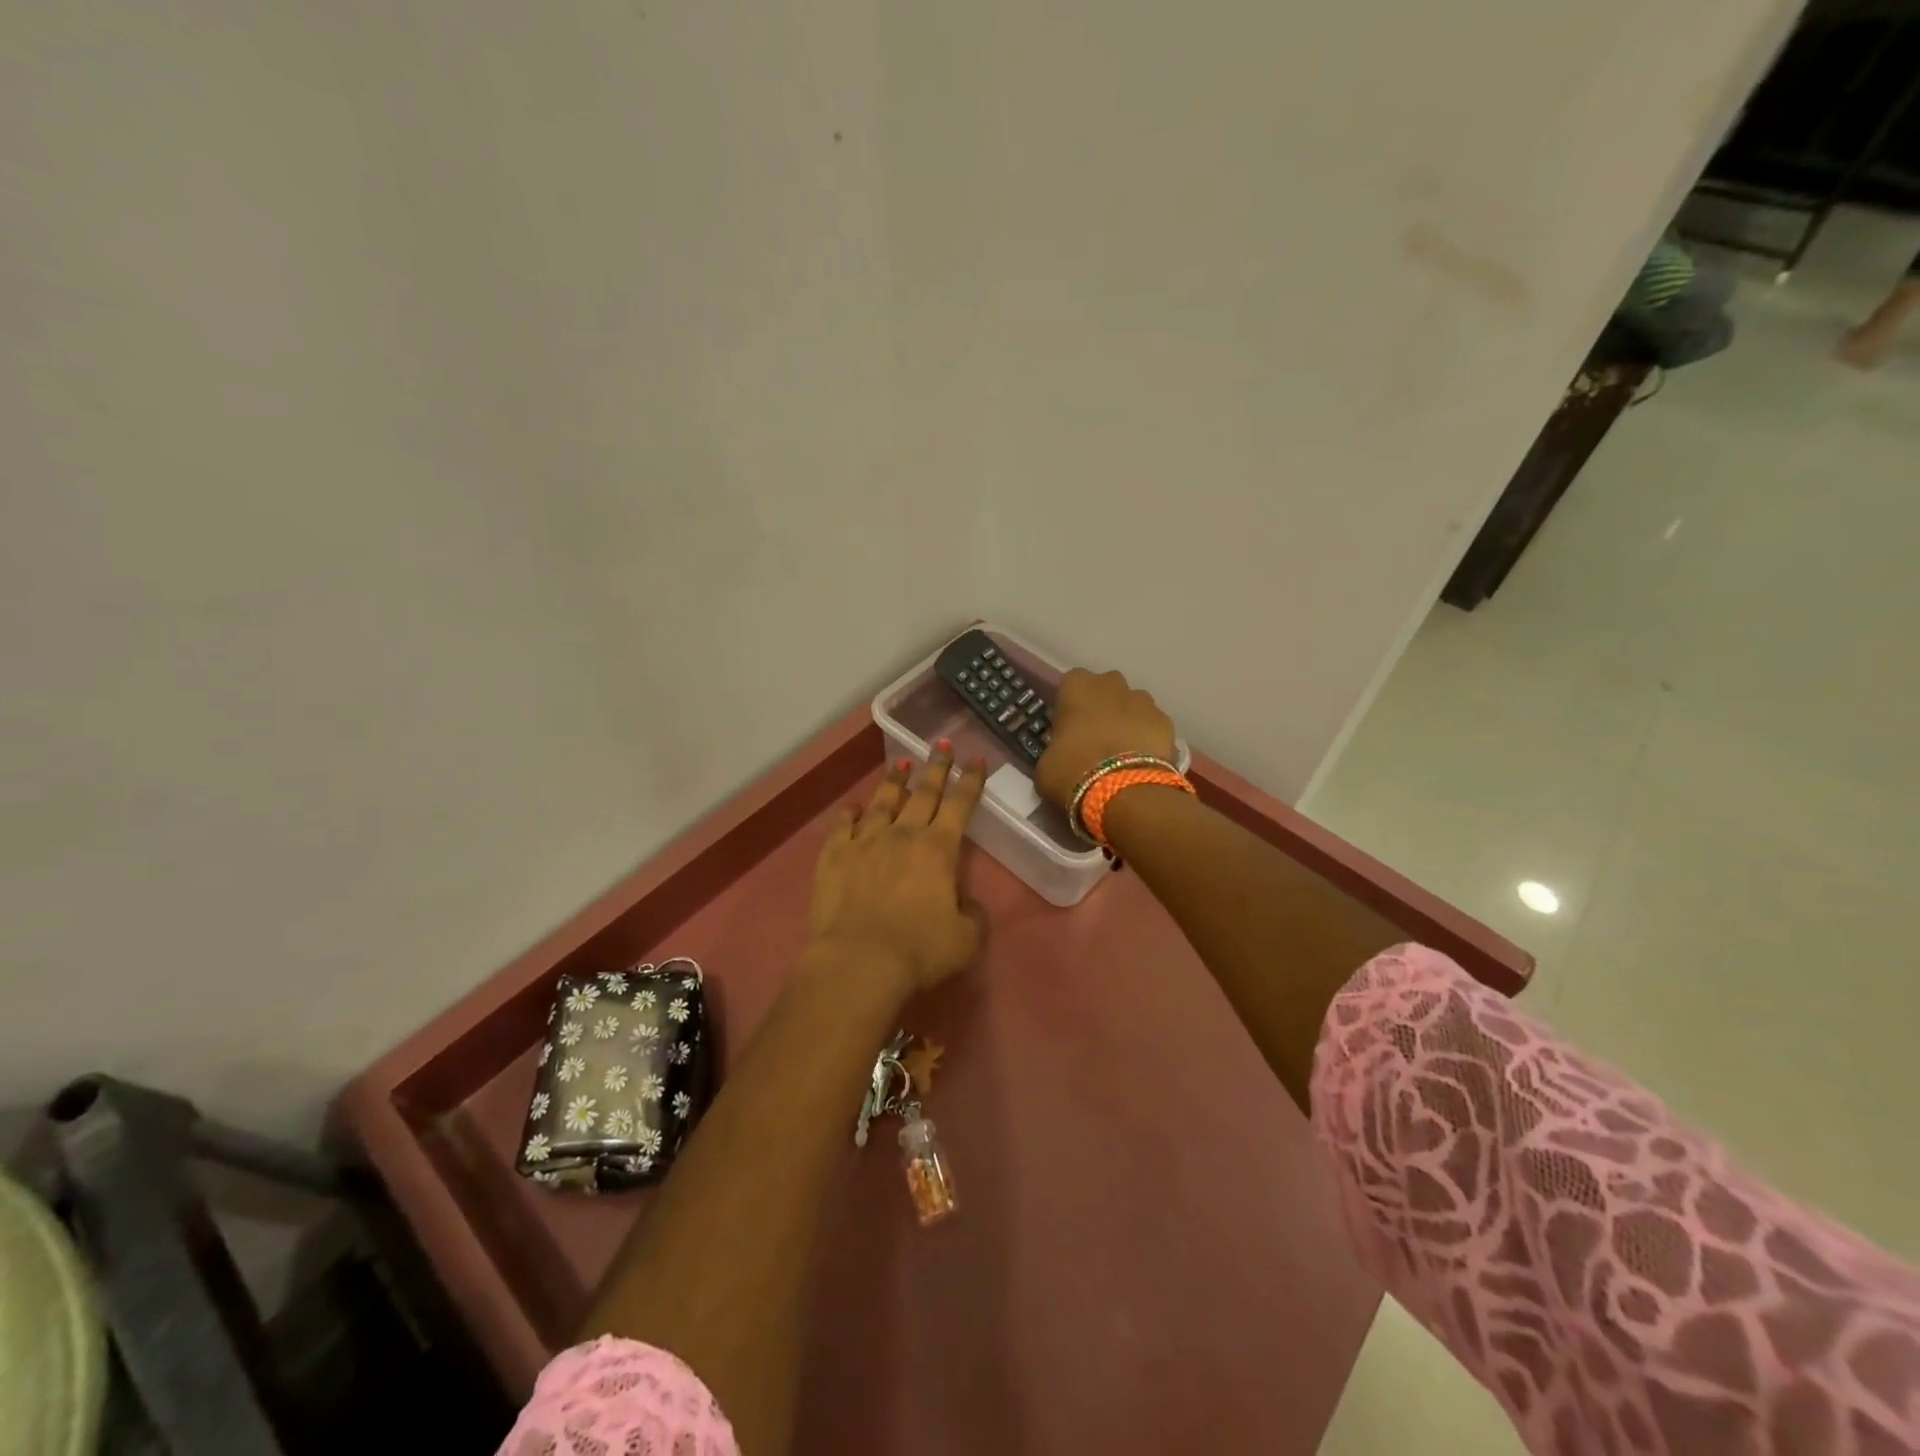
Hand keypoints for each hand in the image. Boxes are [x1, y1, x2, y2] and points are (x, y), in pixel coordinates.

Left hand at [808, 744, 987, 994]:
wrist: (859, 962)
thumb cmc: (920, 950)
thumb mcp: (966, 939)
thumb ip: (973, 916)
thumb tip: (966, 904)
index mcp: (939, 849)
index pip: (960, 805)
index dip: (971, 781)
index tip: (976, 759)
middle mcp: (903, 835)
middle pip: (923, 793)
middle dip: (936, 767)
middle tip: (942, 745)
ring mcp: (865, 841)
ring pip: (882, 802)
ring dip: (894, 782)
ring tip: (900, 764)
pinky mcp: (834, 856)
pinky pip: (842, 826)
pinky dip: (849, 814)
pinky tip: (852, 807)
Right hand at [1034, 668, 1176, 811]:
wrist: (1124, 791)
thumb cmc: (1073, 771)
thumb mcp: (1046, 763)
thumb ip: (1055, 746)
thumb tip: (1062, 752)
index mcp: (1077, 687)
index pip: (1071, 683)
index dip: (1071, 704)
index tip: (1068, 726)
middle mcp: (1111, 684)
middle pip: (1106, 688)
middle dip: (1103, 705)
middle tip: (1096, 736)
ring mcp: (1144, 701)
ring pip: (1133, 704)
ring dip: (1127, 719)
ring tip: (1122, 750)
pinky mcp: (1167, 721)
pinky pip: (1153, 724)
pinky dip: (1148, 737)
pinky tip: (1142, 760)